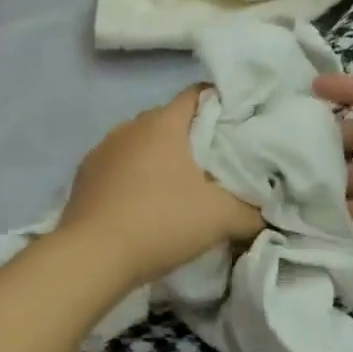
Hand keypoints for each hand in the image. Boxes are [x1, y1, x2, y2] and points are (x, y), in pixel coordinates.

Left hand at [54, 88, 263, 288]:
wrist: (91, 257)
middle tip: (217, 164)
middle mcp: (130, 126)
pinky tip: (143, 204)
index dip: (221, 104)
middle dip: (193, 137)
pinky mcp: (84, 175)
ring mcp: (102, 149)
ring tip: (180, 188)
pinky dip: (134, 177)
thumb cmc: (160, 222)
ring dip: (160, 158)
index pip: (197, 94)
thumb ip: (252, 211)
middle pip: (170, 120)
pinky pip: (119, 166)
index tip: (239, 126)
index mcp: (162, 123)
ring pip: (142, 143)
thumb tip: (267, 212)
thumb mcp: (220, 218)